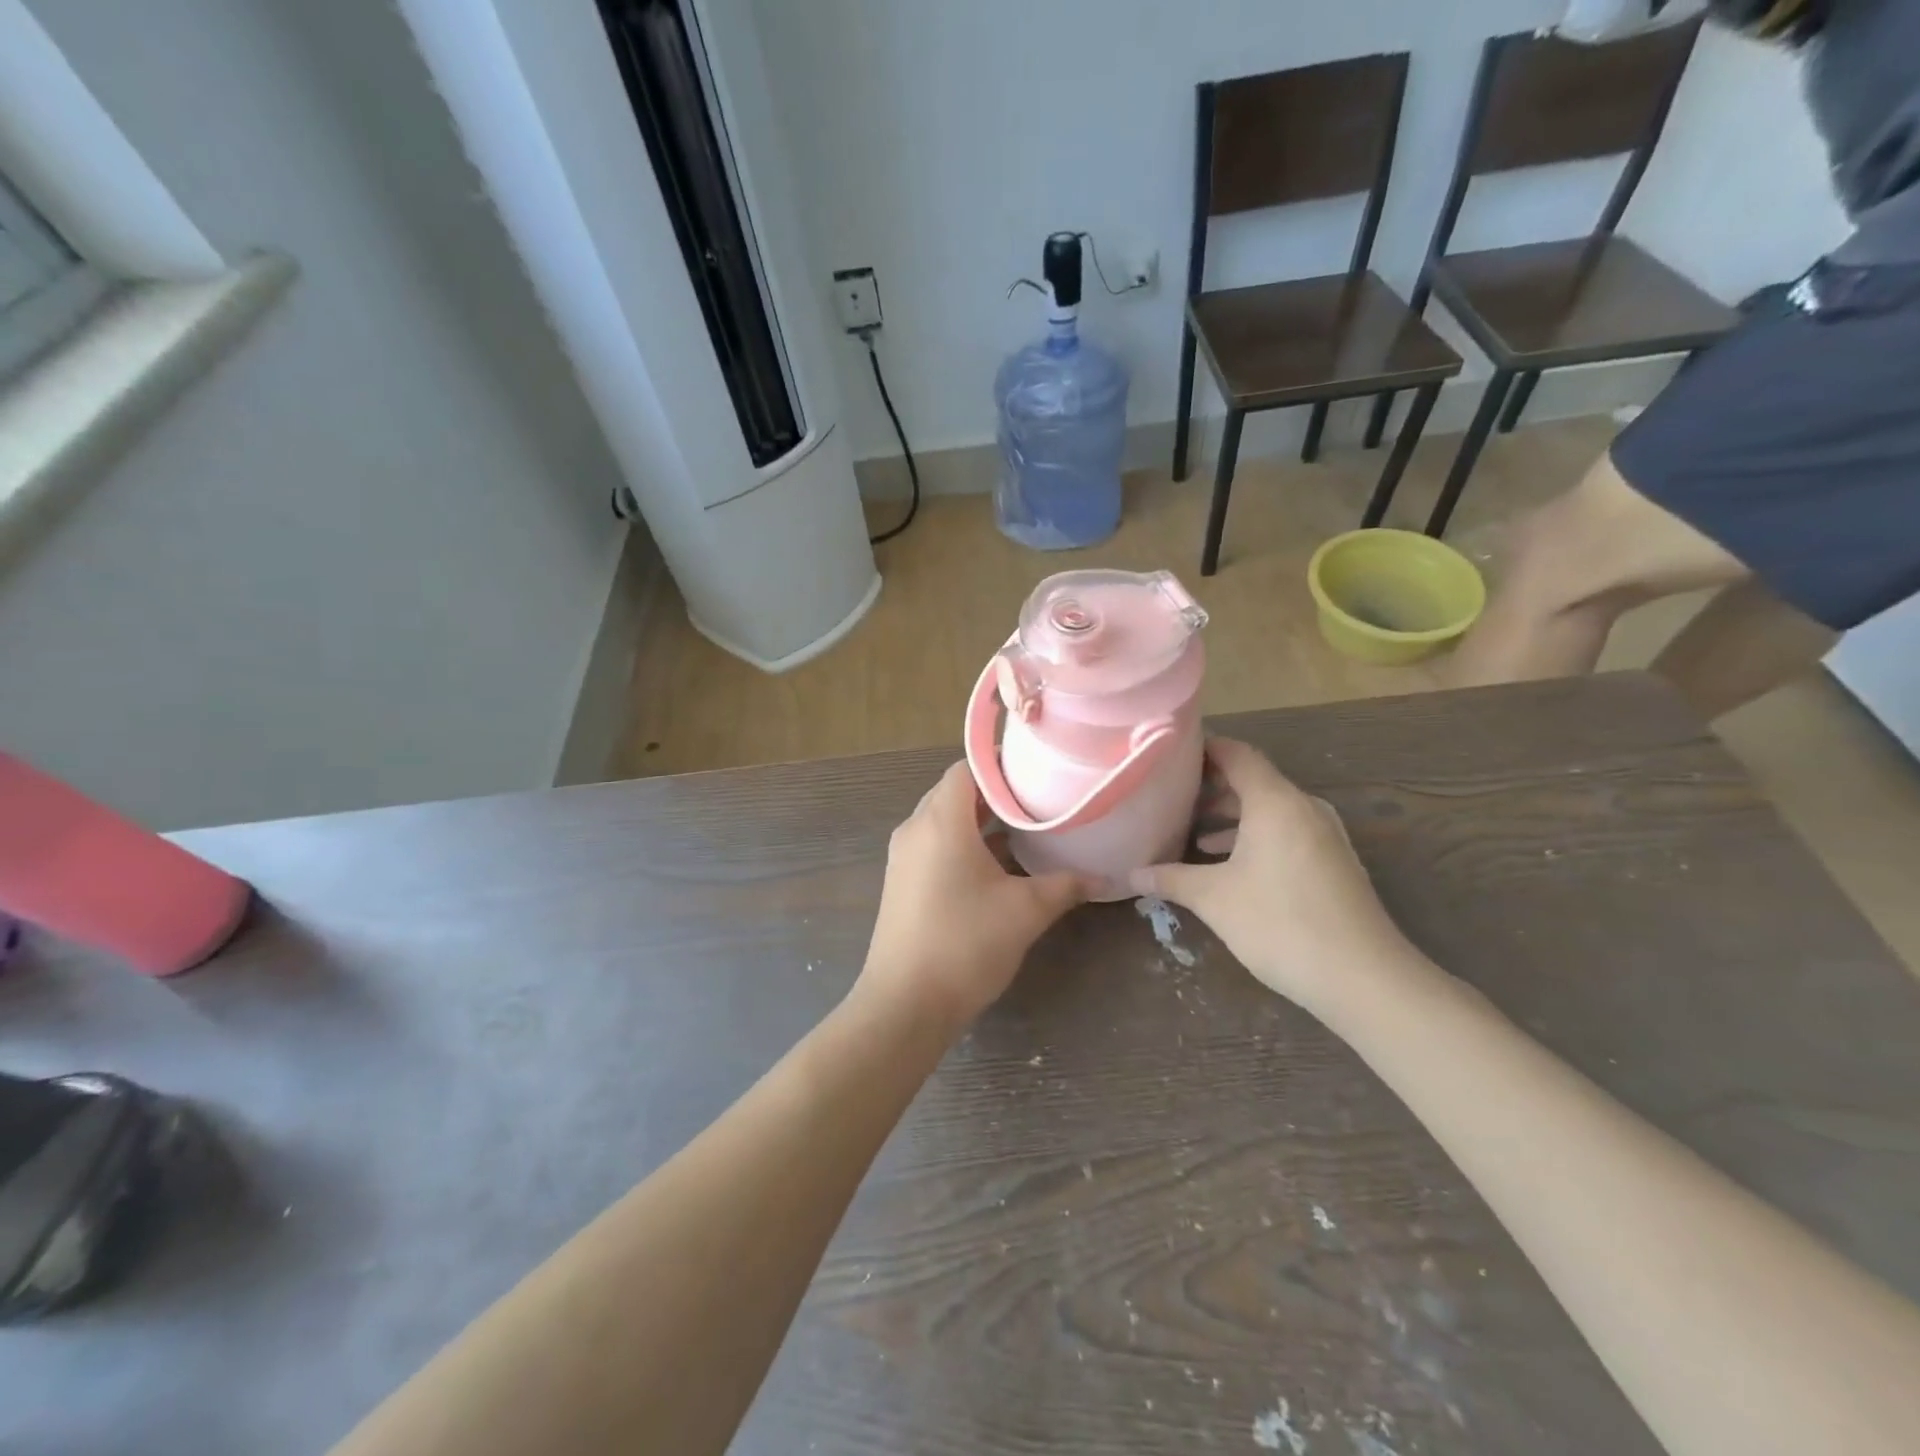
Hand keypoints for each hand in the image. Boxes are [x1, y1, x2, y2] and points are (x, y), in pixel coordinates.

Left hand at [858, 762, 1091, 1032]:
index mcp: (941, 821)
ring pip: (944, 820)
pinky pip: (934, 845)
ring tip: (1024, 826)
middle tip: (1038, 796)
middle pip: (955, 792)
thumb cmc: (965, 944)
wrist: (905, 1004)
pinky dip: (963, 843)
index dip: (1001, 763)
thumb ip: (1065, 886)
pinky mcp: (902, 882)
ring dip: (979, 819)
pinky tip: (997, 864)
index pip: (967, 768)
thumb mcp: (1025, 911)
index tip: (1037, 768)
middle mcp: (916, 829)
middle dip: (995, 791)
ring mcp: (904, 857)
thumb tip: (1105, 879)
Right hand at [1130, 739, 1420, 1018]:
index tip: (1171, 754)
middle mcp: (1304, 808)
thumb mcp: (1214, 899)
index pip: (1238, 755)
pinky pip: (1288, 833)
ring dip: (1234, 818)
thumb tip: (1132, 874)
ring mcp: (1325, 836)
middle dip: (1213, 788)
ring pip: (1271, 811)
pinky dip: (1256, 838)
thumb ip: (1171, 879)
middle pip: (1255, 781)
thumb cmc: (1280, 923)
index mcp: (1275, 802)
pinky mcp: (1334, 863)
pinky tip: (1231, 867)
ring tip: (1195, 835)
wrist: (1362, 978)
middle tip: (1173, 796)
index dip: (1205, 749)